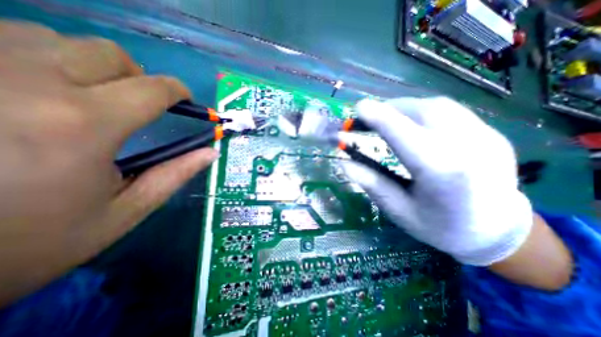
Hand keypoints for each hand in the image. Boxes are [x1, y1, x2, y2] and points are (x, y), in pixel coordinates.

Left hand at [0, 21, 219, 305]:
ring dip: (92, 66)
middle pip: (111, 55)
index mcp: (84, 124)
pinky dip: (40, 58)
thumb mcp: (120, 214)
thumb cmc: (19, 247)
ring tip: (95, 101)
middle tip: (144, 107)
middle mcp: (29, 80)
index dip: (180, 96)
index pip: (156, 89)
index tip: (193, 108)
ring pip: (57, 37)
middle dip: (139, 79)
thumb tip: (212, 153)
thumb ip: (174, 175)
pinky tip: (39, 91)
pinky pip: (5, 38)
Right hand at [340, 96, 532, 265]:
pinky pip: (450, 111)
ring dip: (405, 107)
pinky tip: (411, 123)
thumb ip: (371, 183)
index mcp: (443, 175)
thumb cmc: (440, 227)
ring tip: (386, 118)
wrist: (497, 232)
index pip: (406, 136)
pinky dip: (422, 111)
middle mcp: (470, 149)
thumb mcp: (398, 210)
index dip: (381, 118)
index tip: (359, 108)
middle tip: (368, 116)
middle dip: (390, 109)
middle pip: (424, 111)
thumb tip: (344, 163)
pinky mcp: (491, 133)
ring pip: (438, 106)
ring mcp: (486, 137)